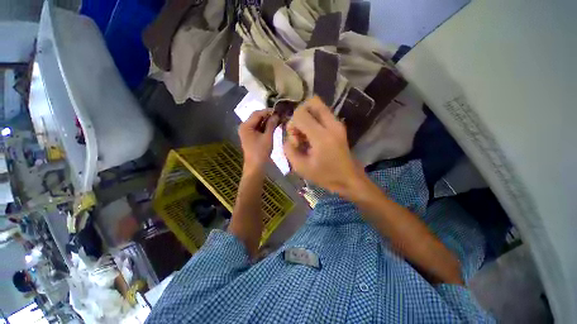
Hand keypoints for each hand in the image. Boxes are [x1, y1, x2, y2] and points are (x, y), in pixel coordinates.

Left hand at [238, 109, 278, 170]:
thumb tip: (276, 115)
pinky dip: (265, 126)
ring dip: (267, 121)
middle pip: (256, 117)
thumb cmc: (261, 152)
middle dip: (268, 116)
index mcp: (246, 126)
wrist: (255, 166)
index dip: (268, 111)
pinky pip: (258, 128)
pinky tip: (273, 125)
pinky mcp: (250, 136)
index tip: (278, 110)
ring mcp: (247, 132)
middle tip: (279, 115)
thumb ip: (271, 124)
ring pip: (258, 122)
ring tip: (278, 119)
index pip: (257, 114)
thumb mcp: (267, 137)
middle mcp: (244, 127)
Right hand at [283, 97, 366, 197]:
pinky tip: (313, 135)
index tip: (296, 140)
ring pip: (318, 105)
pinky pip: (323, 113)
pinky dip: (314, 119)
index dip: (292, 124)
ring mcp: (338, 123)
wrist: (349, 178)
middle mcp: (332, 125)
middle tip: (300, 132)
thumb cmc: (325, 176)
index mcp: (321, 137)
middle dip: (300, 115)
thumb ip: (289, 150)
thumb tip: (289, 138)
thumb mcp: (301, 167)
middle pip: (311, 102)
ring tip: (306, 134)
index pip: (300, 114)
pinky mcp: (339, 125)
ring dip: (307, 116)